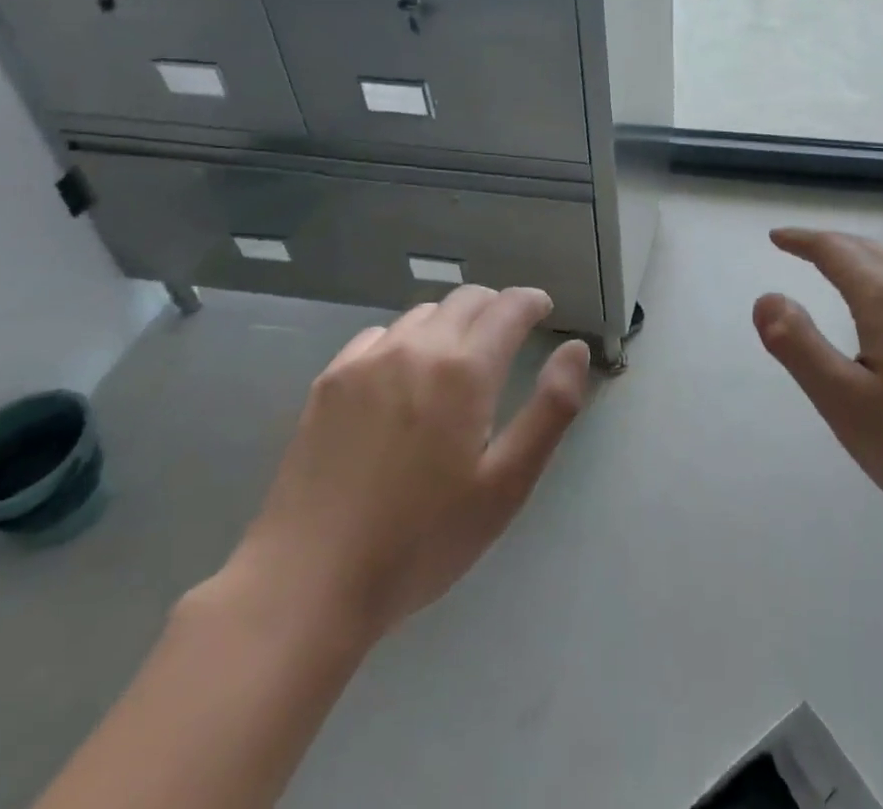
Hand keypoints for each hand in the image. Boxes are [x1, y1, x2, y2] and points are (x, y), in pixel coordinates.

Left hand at [221, 286, 591, 641]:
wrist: (307, 584)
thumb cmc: (421, 541)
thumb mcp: (506, 486)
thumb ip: (551, 409)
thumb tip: (575, 348)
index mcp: (464, 370)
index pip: (509, 306)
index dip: (532, 301)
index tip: (544, 310)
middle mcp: (417, 347)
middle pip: (467, 299)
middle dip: (496, 307)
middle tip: (509, 336)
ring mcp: (367, 360)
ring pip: (424, 313)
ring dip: (452, 322)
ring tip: (458, 358)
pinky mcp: (329, 380)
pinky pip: (380, 336)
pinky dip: (406, 341)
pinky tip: (403, 379)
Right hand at [754, 228, 882, 550]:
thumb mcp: (844, 402)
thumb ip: (799, 346)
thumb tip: (766, 298)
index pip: (836, 251)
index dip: (803, 241)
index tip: (777, 238)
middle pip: (870, 250)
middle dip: (832, 244)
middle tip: (803, 248)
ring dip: (865, 257)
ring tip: (843, 267)